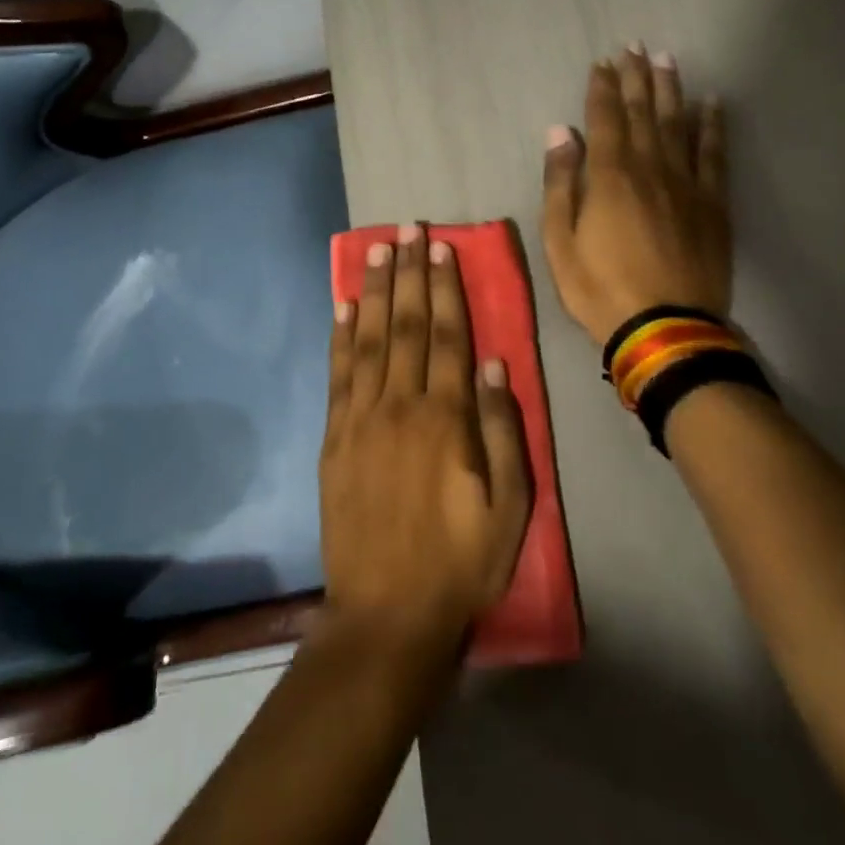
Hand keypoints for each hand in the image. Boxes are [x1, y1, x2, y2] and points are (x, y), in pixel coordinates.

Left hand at [321, 226, 532, 647]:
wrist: (387, 615)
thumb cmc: (460, 561)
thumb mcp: (510, 506)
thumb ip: (503, 431)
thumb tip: (496, 364)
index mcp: (445, 418)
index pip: (446, 335)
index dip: (445, 287)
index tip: (442, 248)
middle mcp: (400, 405)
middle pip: (405, 324)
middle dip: (409, 272)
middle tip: (409, 228)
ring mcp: (361, 419)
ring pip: (368, 339)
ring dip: (372, 290)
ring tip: (377, 249)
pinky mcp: (335, 438)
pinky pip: (337, 375)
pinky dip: (339, 336)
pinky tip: (341, 305)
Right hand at [541, 45, 733, 345]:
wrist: (665, 328)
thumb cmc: (600, 287)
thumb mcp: (559, 241)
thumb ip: (560, 183)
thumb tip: (560, 133)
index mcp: (609, 175)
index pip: (604, 118)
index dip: (602, 88)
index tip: (601, 63)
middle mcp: (650, 167)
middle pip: (642, 111)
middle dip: (635, 77)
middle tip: (634, 46)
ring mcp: (686, 183)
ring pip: (678, 123)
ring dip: (671, 89)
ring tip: (667, 59)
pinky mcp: (713, 203)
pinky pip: (714, 154)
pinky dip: (712, 125)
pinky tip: (712, 103)